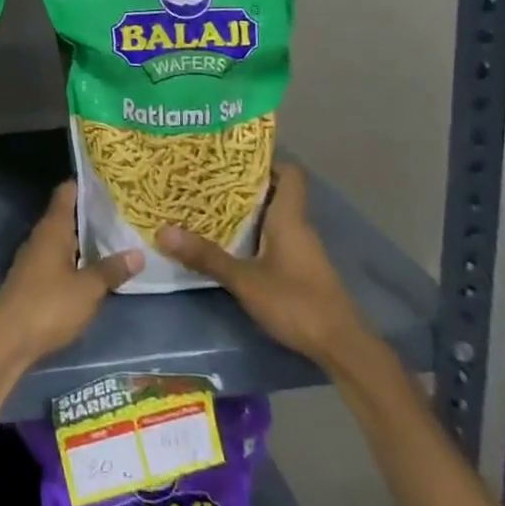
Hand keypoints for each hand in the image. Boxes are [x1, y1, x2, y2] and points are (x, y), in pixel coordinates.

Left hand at [0, 182, 141, 369]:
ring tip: (117, 236)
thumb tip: (138, 252)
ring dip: (85, 238)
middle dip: (92, 213)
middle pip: (67, 214)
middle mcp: (41, 237)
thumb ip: (112, 269)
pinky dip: (77, 258)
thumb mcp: (88, 289)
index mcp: (53, 228)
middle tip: (124, 210)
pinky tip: (95, 267)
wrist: (6, 341)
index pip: (67, 192)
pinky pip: (59, 259)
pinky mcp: (33, 280)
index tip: (111, 180)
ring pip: (64, 238)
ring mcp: (34, 259)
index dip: (87, 183)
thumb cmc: (48, 306)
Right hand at [156, 162, 367, 366]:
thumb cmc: (296, 302)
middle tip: (206, 181)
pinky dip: (253, 237)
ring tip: (208, 208)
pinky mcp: (301, 271)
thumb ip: (206, 256)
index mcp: (289, 218)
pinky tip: (229, 246)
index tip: (232, 158)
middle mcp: (299, 228)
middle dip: (243, 186)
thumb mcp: (245, 280)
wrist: (341, 347)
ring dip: (246, 213)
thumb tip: (163, 231)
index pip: (290, 174)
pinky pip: (274, 240)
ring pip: (273, 218)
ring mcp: (302, 251)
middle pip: (276, 194)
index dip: (266, 161)